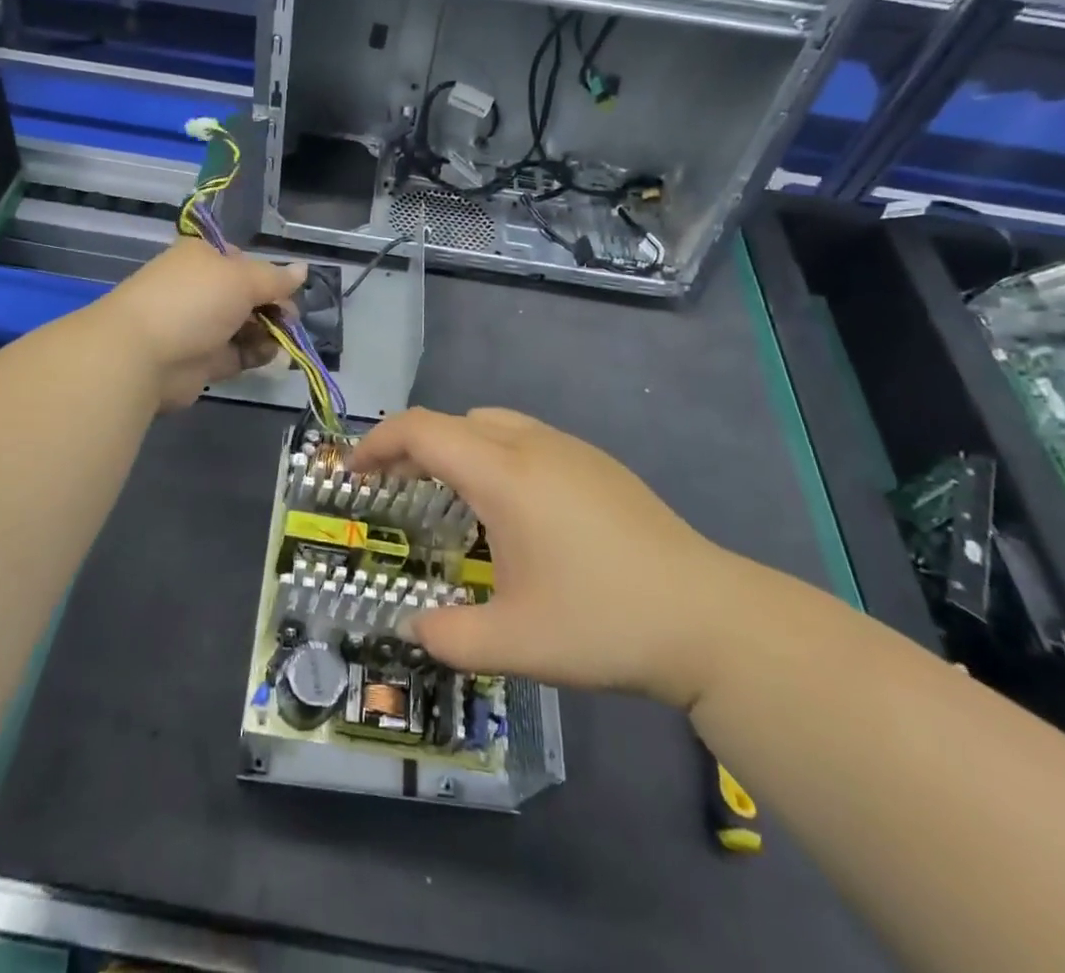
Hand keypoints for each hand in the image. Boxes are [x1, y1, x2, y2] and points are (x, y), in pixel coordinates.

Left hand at [98, 240, 307, 410]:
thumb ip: (276, 279)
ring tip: (281, 341)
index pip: (244, 261)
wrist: (142, 355)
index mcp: (203, 257)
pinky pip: (239, 353)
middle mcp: (201, 289)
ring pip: (247, 326)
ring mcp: (200, 326)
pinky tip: (269, 356)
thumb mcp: (242, 279)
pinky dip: (256, 353)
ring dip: (269, 332)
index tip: (287, 291)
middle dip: (274, 307)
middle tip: (288, 321)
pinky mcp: (203, 360)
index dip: (268, 276)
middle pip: (249, 296)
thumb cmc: (193, 301)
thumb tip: (304, 269)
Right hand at [351, 407, 753, 707]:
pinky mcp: (598, 464)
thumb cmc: (603, 623)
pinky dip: (495, 455)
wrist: (711, 618)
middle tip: (395, 491)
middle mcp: (533, 445)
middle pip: (454, 421)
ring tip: (451, 499)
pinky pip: (528, 438)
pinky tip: (513, 510)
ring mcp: (571, 449)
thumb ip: (448, 637)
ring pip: (493, 424)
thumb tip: (413, 628)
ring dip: (457, 448)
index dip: (377, 442)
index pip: (421, 430)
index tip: (353, 472)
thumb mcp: (515, 643)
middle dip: (413, 447)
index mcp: (504, 474)